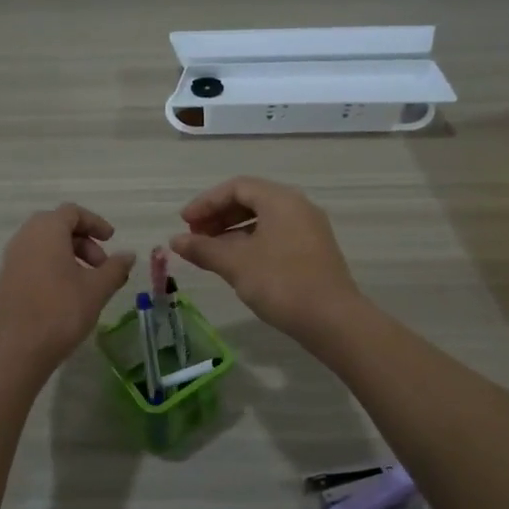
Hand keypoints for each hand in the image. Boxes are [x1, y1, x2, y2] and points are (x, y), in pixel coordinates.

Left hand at [0, 203, 134, 375]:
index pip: (72, 212)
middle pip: (57, 226)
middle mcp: (25, 237)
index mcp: (46, 231)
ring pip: (44, 244)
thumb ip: (115, 268)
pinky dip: (53, 266)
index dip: (95, 223)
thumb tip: (128, 255)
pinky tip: (67, 293)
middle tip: (101, 265)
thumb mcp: (97, 289)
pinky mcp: (6, 279)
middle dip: (83, 241)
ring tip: (87, 282)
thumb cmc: (61, 312)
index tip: (111, 240)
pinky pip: (33, 260)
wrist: (18, 349)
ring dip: (69, 254)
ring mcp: (12, 258)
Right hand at [170, 177, 362, 341]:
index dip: (206, 202)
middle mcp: (298, 207)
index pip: (236, 187)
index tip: (184, 223)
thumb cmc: (281, 283)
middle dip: (218, 216)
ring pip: (263, 219)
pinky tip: (236, 264)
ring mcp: (309, 229)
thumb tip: (175, 241)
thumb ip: (203, 249)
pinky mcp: (313, 252)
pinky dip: (250, 243)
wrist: (333, 320)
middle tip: (194, 236)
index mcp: (280, 200)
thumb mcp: (235, 264)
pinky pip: (275, 235)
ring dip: (232, 231)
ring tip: (210, 252)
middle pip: (250, 200)